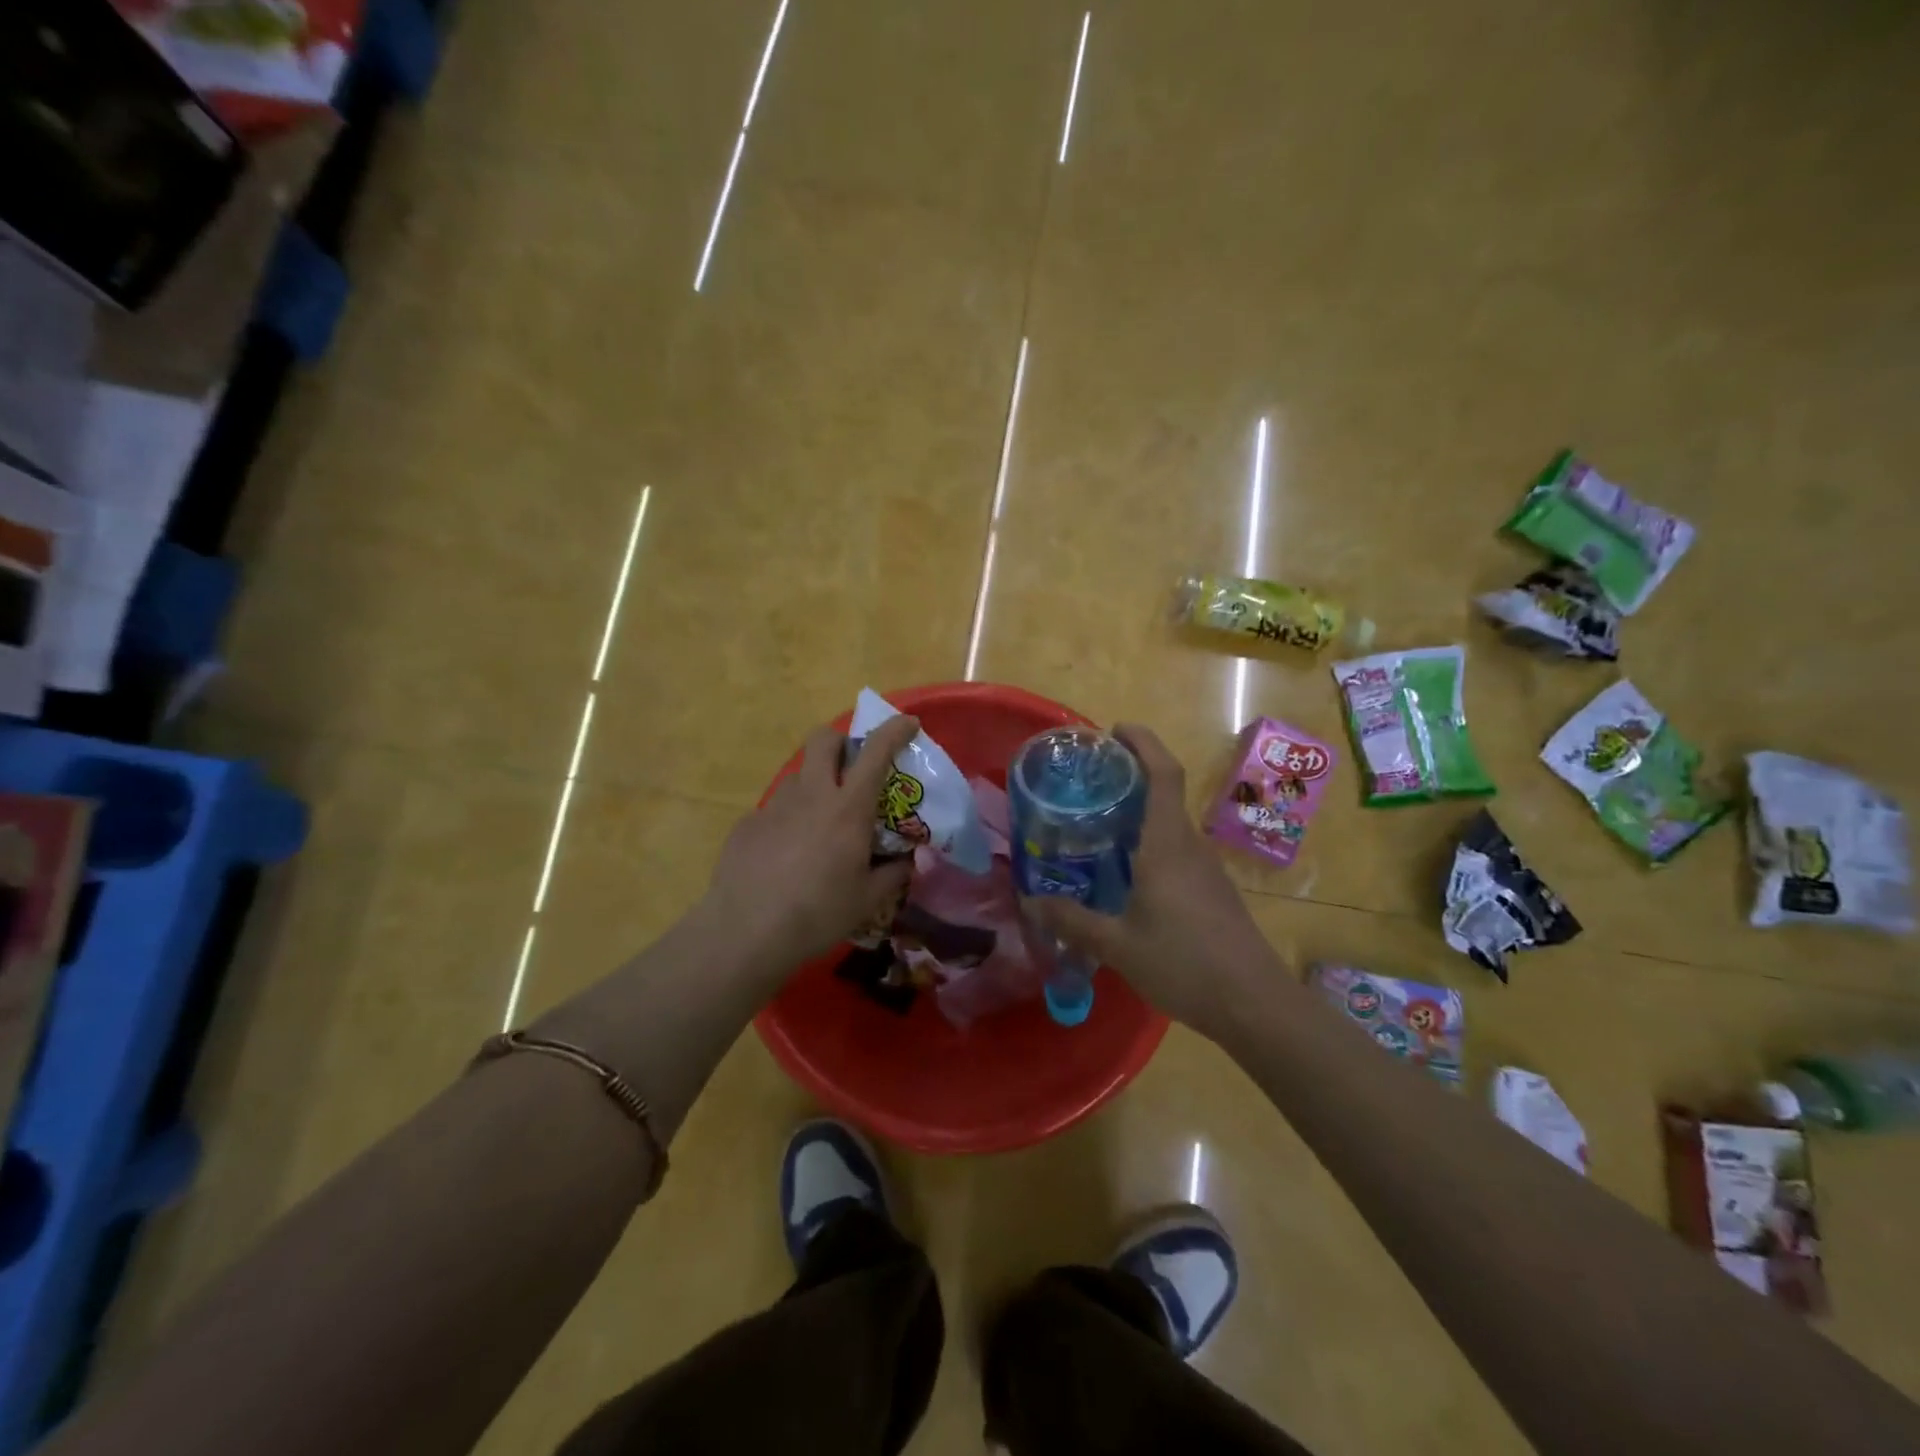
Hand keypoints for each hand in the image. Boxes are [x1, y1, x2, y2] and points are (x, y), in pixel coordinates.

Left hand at [702, 713, 919, 974]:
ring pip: (799, 775)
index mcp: (848, 809)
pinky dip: (790, 820)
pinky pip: (776, 809)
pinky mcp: (747, 824)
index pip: (875, 752)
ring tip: (821, 823)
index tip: (908, 723)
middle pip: (823, 739)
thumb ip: (893, 874)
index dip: (894, 730)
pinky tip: (788, 854)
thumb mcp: (868, 900)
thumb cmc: (818, 914)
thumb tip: (906, 862)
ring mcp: (774, 806)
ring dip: (816, 784)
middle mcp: (811, 795)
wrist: (746, 932)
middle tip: (853, 767)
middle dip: (842, 740)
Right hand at [1024, 724, 1274, 1033]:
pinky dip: (1150, 843)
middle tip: (1087, 782)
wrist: (1254, 1004)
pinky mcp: (1213, 890)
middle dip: (1130, 776)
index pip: (1162, 773)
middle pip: (1164, 793)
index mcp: (1167, 844)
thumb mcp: (1117, 945)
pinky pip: (1177, 850)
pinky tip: (1126, 873)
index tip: (1113, 731)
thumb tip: (1030, 901)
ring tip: (1097, 824)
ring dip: (1139, 813)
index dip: (1142, 742)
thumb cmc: (1184, 963)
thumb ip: (1072, 921)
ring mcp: (1206, 868)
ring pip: (1170, 824)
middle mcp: (1189, 845)